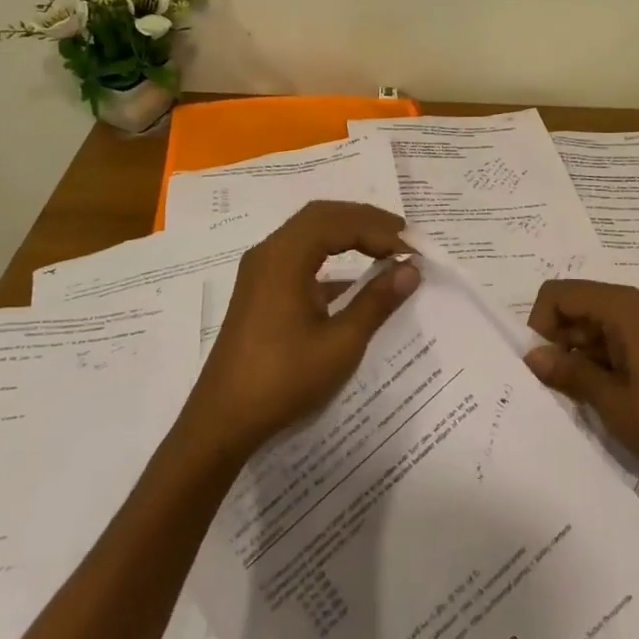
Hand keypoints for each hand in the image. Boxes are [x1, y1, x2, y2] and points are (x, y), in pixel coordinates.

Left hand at [187, 201, 418, 458]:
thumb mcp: (340, 343)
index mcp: (284, 257)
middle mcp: (269, 253)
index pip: (340, 222)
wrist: (223, 421)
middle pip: (323, 216)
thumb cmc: (283, 380)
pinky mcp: (262, 290)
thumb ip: (377, 301)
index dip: (381, 231)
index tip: (414, 251)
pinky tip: (357, 279)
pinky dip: (332, 255)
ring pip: (311, 233)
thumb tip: (411, 269)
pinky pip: (301, 255)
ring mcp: (262, 271)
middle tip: (404, 237)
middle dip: (366, 222)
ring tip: (387, 247)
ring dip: (349, 234)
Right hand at [524, 279, 638, 505]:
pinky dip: (590, 370)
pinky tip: (590, 402)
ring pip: (585, 332)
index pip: (558, 294)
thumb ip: (569, 372)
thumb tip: (531, 356)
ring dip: (571, 360)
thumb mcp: (612, 400)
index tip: (540, 366)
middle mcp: (629, 310)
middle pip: (571, 309)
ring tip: (568, 400)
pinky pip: (604, 349)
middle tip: (548, 388)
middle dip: (553, 343)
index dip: (540, 325)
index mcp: (621, 308)